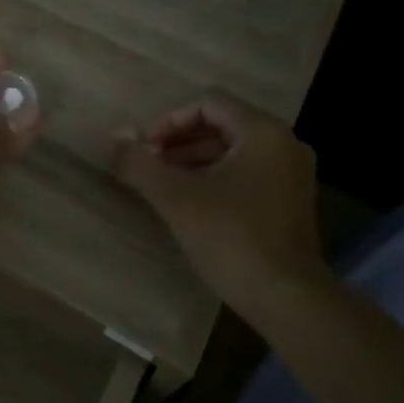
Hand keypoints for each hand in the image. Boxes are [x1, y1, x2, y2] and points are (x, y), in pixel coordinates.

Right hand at [110, 95, 325, 304]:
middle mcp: (284, 144)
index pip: (208, 103)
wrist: (287, 299)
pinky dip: (216, 178)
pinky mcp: (291, 202)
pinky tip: (191, 203)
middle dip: (179, 141)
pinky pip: (247, 173)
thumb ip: (139, 163)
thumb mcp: (176, 198)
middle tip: (148, 165)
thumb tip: (110, 137)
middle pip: (222, 124)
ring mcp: (293, 174)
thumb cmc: (231, 239)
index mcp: (263, 132)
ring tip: (162, 184)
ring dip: (194, 160)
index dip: (169, 120)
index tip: (144, 148)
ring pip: (234, 151)